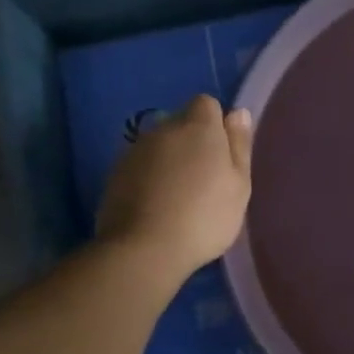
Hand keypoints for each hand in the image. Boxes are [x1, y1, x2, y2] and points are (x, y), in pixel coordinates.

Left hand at [96, 95, 253, 279]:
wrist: (144, 249)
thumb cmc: (205, 216)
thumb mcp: (239, 184)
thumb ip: (239, 145)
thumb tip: (238, 112)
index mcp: (199, 127)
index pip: (207, 104)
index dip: (216, 125)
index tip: (223, 154)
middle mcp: (164, 130)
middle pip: (181, 124)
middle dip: (192, 142)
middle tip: (205, 180)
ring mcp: (135, 151)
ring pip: (159, 146)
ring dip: (170, 161)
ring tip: (179, 197)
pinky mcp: (114, 174)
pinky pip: (140, 166)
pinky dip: (149, 178)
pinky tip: (156, 207)